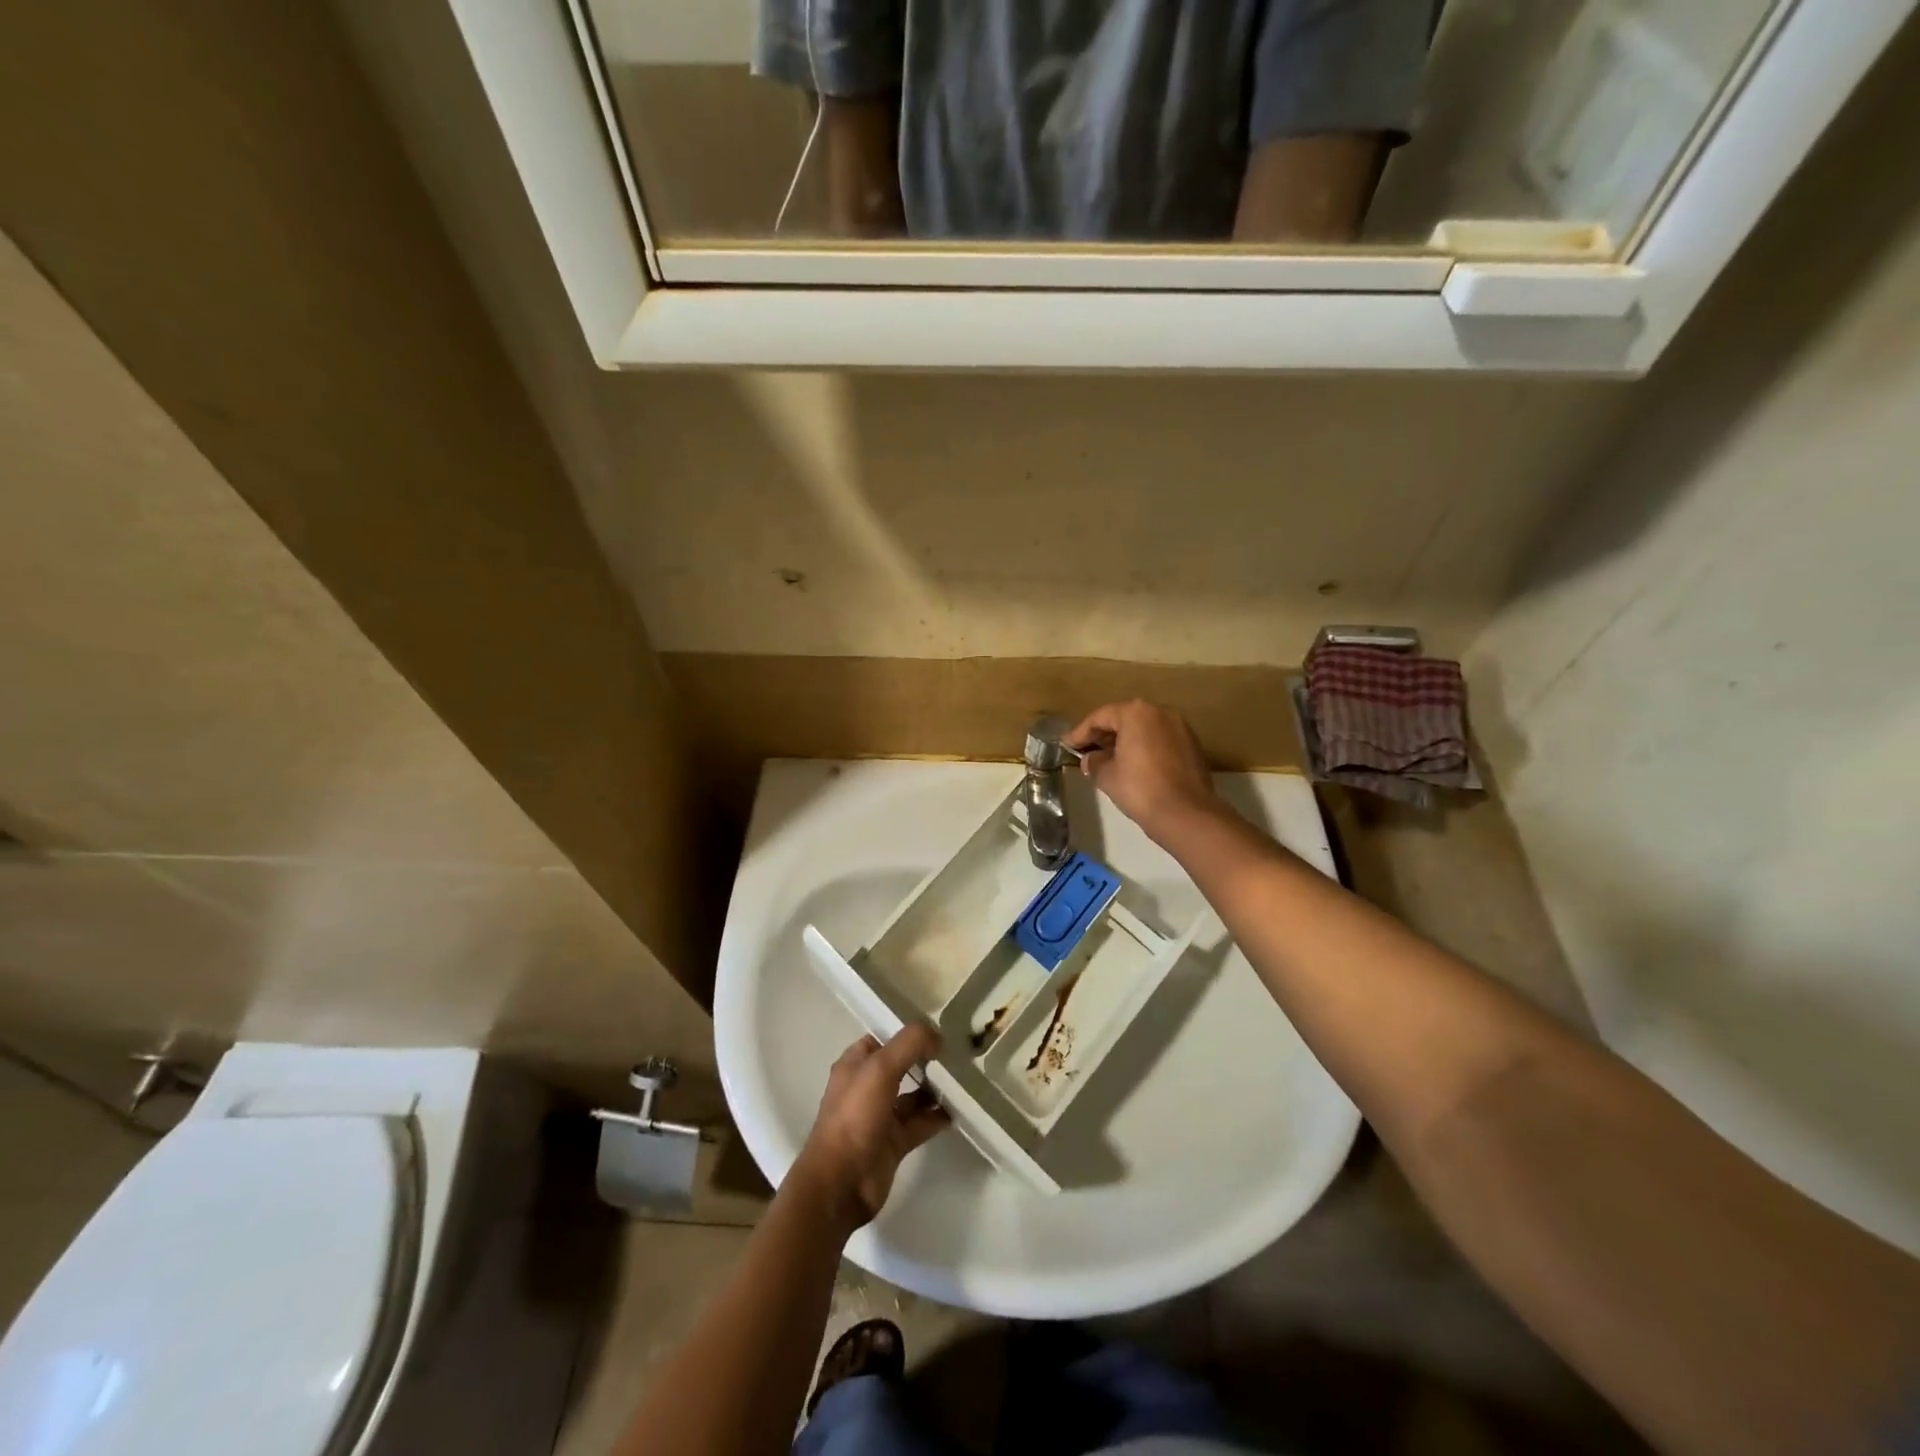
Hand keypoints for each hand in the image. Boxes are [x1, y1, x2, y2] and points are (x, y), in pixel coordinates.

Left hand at [791, 1025, 947, 1230]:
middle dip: (925, 1059)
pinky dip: (937, 1117)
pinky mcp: (894, 1143)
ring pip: (913, 1095)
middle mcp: (867, 1087)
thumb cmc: (855, 1116)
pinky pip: (920, 1124)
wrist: (840, 1184)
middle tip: (957, 1054)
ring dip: (934, 1088)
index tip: (938, 1030)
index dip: (908, 1033)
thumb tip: (937, 1036)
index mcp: (855, 1065)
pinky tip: (958, 1111)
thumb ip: (910, 1044)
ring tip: (963, 1080)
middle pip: (901, 1065)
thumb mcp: (881, 1069)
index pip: (884, 1038)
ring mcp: (880, 1116)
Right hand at [1067, 700, 1223, 845]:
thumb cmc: (1140, 789)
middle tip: (1085, 750)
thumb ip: (1093, 762)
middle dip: (1103, 734)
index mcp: (1136, 712)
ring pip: (1144, 729)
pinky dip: (1144, 748)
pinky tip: (1133, 765)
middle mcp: (1160, 712)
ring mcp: (1180, 727)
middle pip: (1124, 718)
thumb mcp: (1106, 775)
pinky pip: (1159, 740)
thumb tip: (1090, 759)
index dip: (1080, 732)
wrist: (1186, 814)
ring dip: (1124, 741)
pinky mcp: (1192, 745)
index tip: (1066, 745)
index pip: (1100, 717)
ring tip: (1107, 759)